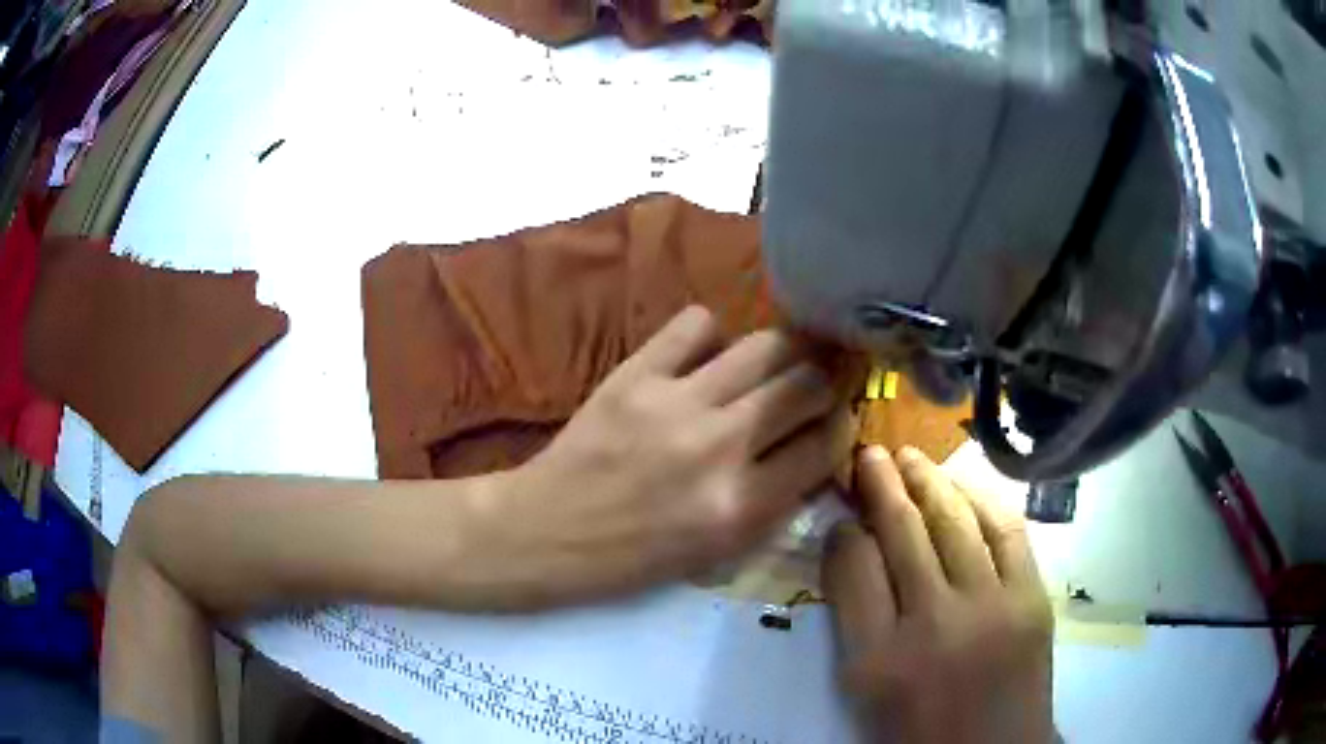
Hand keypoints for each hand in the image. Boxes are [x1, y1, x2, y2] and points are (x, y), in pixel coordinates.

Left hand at [475, 306, 848, 608]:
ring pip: (765, 345)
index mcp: (742, 506)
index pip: (825, 445)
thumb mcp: (717, 552)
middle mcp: (720, 447)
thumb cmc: (634, 556)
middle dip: (821, 382)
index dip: (839, 427)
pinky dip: (712, 335)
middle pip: (806, 384)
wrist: (549, 531)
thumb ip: (775, 503)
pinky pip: (697, 324)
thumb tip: (815, 448)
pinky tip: (706, 357)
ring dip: (782, 352)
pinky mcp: (636, 374)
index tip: (832, 422)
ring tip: (773, 362)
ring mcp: (676, 404)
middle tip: (810, 386)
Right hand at [824, 446, 1053, 743]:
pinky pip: (1006, 530)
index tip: (843, 519)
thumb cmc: (918, 729)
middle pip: (902, 532)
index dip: (844, 532)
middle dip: (881, 484)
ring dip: (928, 480)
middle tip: (869, 453)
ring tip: (910, 457)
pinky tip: (962, 485)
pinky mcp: (1032, 598)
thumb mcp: (865, 689)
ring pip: (953, 521)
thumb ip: (854, 618)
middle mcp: (933, 624)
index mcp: (877, 659)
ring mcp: (991, 606)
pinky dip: (982, 500)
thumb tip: (852, 549)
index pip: (852, 568)